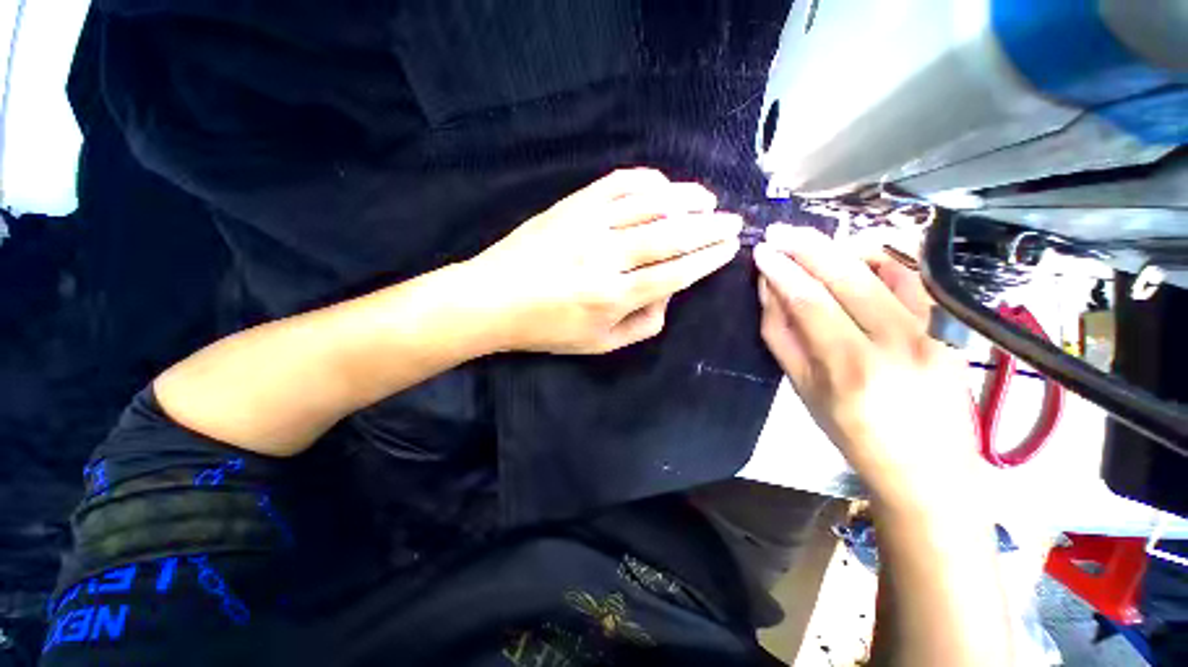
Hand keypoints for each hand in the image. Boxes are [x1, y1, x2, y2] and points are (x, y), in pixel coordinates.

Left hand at [466, 169, 741, 353]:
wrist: (492, 299)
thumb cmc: (546, 329)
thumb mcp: (598, 345)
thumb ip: (641, 325)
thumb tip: (667, 295)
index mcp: (613, 296)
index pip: (675, 272)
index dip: (707, 258)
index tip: (730, 248)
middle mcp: (606, 257)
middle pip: (670, 235)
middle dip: (709, 227)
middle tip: (732, 221)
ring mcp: (587, 225)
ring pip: (648, 204)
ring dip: (685, 199)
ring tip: (707, 200)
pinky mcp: (572, 206)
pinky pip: (616, 185)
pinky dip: (646, 181)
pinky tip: (663, 185)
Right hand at [754, 225, 979, 512]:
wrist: (927, 465)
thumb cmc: (852, 433)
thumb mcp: (803, 389)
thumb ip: (781, 336)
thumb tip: (770, 291)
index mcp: (850, 366)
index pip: (809, 300)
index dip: (781, 271)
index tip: (762, 252)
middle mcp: (896, 342)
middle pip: (845, 276)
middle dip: (806, 247)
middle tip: (780, 231)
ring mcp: (930, 330)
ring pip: (883, 267)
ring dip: (841, 247)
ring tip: (811, 242)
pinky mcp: (948, 325)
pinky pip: (913, 276)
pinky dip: (881, 259)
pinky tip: (857, 257)